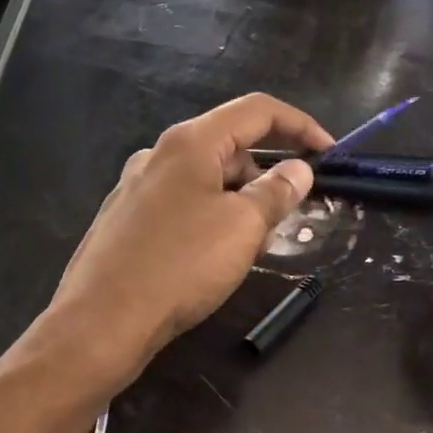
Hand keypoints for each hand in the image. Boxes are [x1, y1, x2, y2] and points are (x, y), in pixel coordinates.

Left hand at [44, 93, 334, 386]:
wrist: (102, 321)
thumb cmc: (180, 266)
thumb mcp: (242, 227)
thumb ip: (276, 193)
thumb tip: (298, 169)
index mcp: (189, 143)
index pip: (256, 111)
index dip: (300, 125)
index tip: (330, 154)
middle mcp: (157, 155)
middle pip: (228, 145)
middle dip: (268, 171)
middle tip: (291, 213)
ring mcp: (135, 188)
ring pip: (203, 179)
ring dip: (239, 198)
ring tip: (255, 241)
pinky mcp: (124, 221)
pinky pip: (180, 205)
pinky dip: (209, 216)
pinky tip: (213, 254)